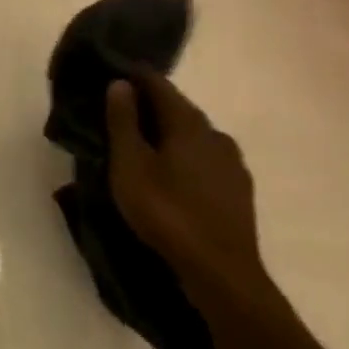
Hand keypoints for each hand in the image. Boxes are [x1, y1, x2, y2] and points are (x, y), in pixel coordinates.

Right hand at [105, 68, 272, 312]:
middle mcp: (215, 134)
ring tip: (140, 147)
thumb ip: (123, 121)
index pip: (157, 84)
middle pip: (177, 109)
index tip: (109, 73)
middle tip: (117, 113)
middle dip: (148, 106)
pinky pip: (204, 159)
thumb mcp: (130, 165)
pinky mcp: (238, 190)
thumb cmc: (167, 212)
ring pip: (192, 135)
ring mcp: (232, 163)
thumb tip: (120, 83)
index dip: (132, 75)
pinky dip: (183, 157)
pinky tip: (169, 175)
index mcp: (188, 122)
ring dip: (167, 134)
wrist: (222, 274)